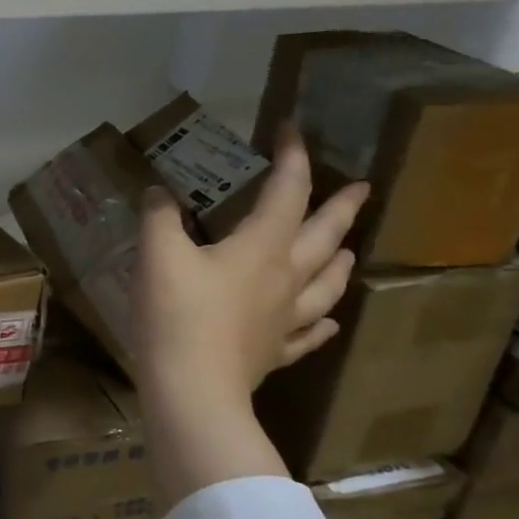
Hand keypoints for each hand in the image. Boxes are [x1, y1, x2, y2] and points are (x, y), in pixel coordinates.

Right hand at [132, 126, 368, 505]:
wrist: (191, 389)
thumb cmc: (176, 315)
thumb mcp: (158, 255)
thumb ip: (160, 217)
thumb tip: (161, 191)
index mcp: (261, 247)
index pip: (286, 190)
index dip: (291, 156)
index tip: (290, 129)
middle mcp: (285, 278)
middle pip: (322, 235)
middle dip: (341, 207)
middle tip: (361, 188)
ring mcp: (285, 318)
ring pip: (326, 283)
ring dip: (338, 260)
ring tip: (347, 249)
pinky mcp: (274, 351)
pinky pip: (310, 334)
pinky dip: (323, 323)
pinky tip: (329, 322)